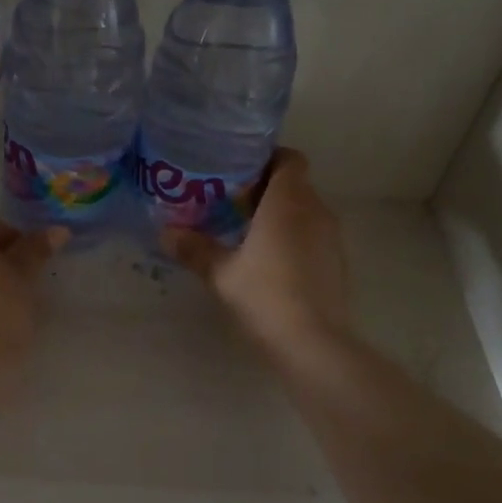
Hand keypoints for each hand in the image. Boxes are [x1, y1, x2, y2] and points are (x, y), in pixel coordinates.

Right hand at [160, 149, 349, 351]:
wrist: (314, 344)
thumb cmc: (265, 296)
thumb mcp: (221, 273)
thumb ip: (194, 248)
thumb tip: (165, 232)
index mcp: (288, 202)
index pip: (290, 159)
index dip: (267, 158)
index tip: (238, 170)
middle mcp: (315, 211)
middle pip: (295, 183)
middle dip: (265, 187)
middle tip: (229, 200)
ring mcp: (331, 237)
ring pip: (304, 210)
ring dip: (279, 214)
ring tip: (244, 229)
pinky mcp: (336, 262)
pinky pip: (312, 234)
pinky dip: (292, 236)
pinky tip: (268, 260)